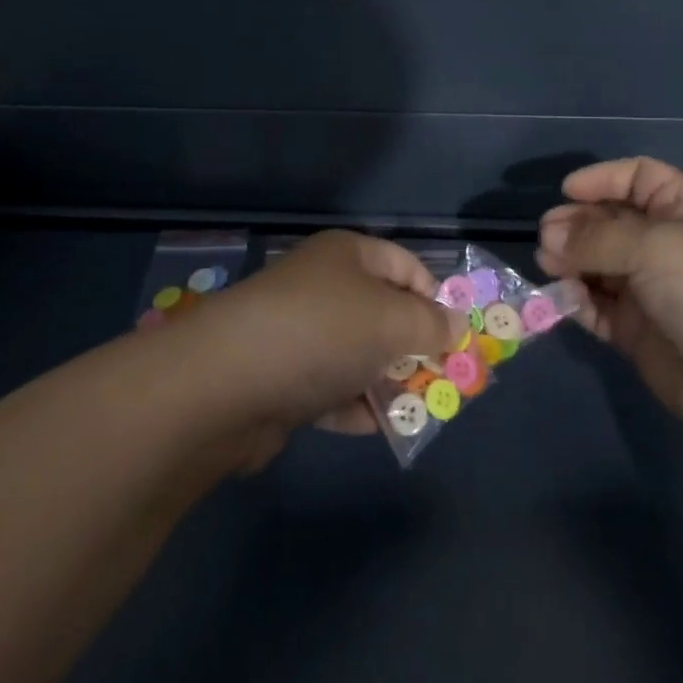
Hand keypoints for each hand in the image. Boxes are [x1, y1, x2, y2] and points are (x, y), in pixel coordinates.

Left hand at [195, 231, 456, 453]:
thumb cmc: (322, 332)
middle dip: (413, 345)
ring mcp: (298, 332)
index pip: (405, 265)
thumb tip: (456, 326)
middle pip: (381, 311)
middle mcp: (322, 286)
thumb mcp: (392, 322)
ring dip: (386, 381)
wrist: (226, 384)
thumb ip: (431, 325)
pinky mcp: (280, 376)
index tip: (455, 336)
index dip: (434, 297)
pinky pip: (328, 386)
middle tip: (442, 378)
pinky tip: (375, 427)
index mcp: (347, 255)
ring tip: (417, 409)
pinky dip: (353, 405)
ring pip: (356, 353)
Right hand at [536, 158, 682, 453]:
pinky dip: (577, 299)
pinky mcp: (635, 331)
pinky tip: (563, 297)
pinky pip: (597, 306)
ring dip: (570, 260)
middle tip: (547, 237)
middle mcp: (664, 245)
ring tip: (548, 264)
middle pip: (610, 221)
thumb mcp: (654, 246)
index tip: (567, 191)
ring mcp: (649, 289)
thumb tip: (550, 237)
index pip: (638, 178)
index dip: (603, 179)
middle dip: (577, 223)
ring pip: (597, 264)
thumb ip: (595, 238)